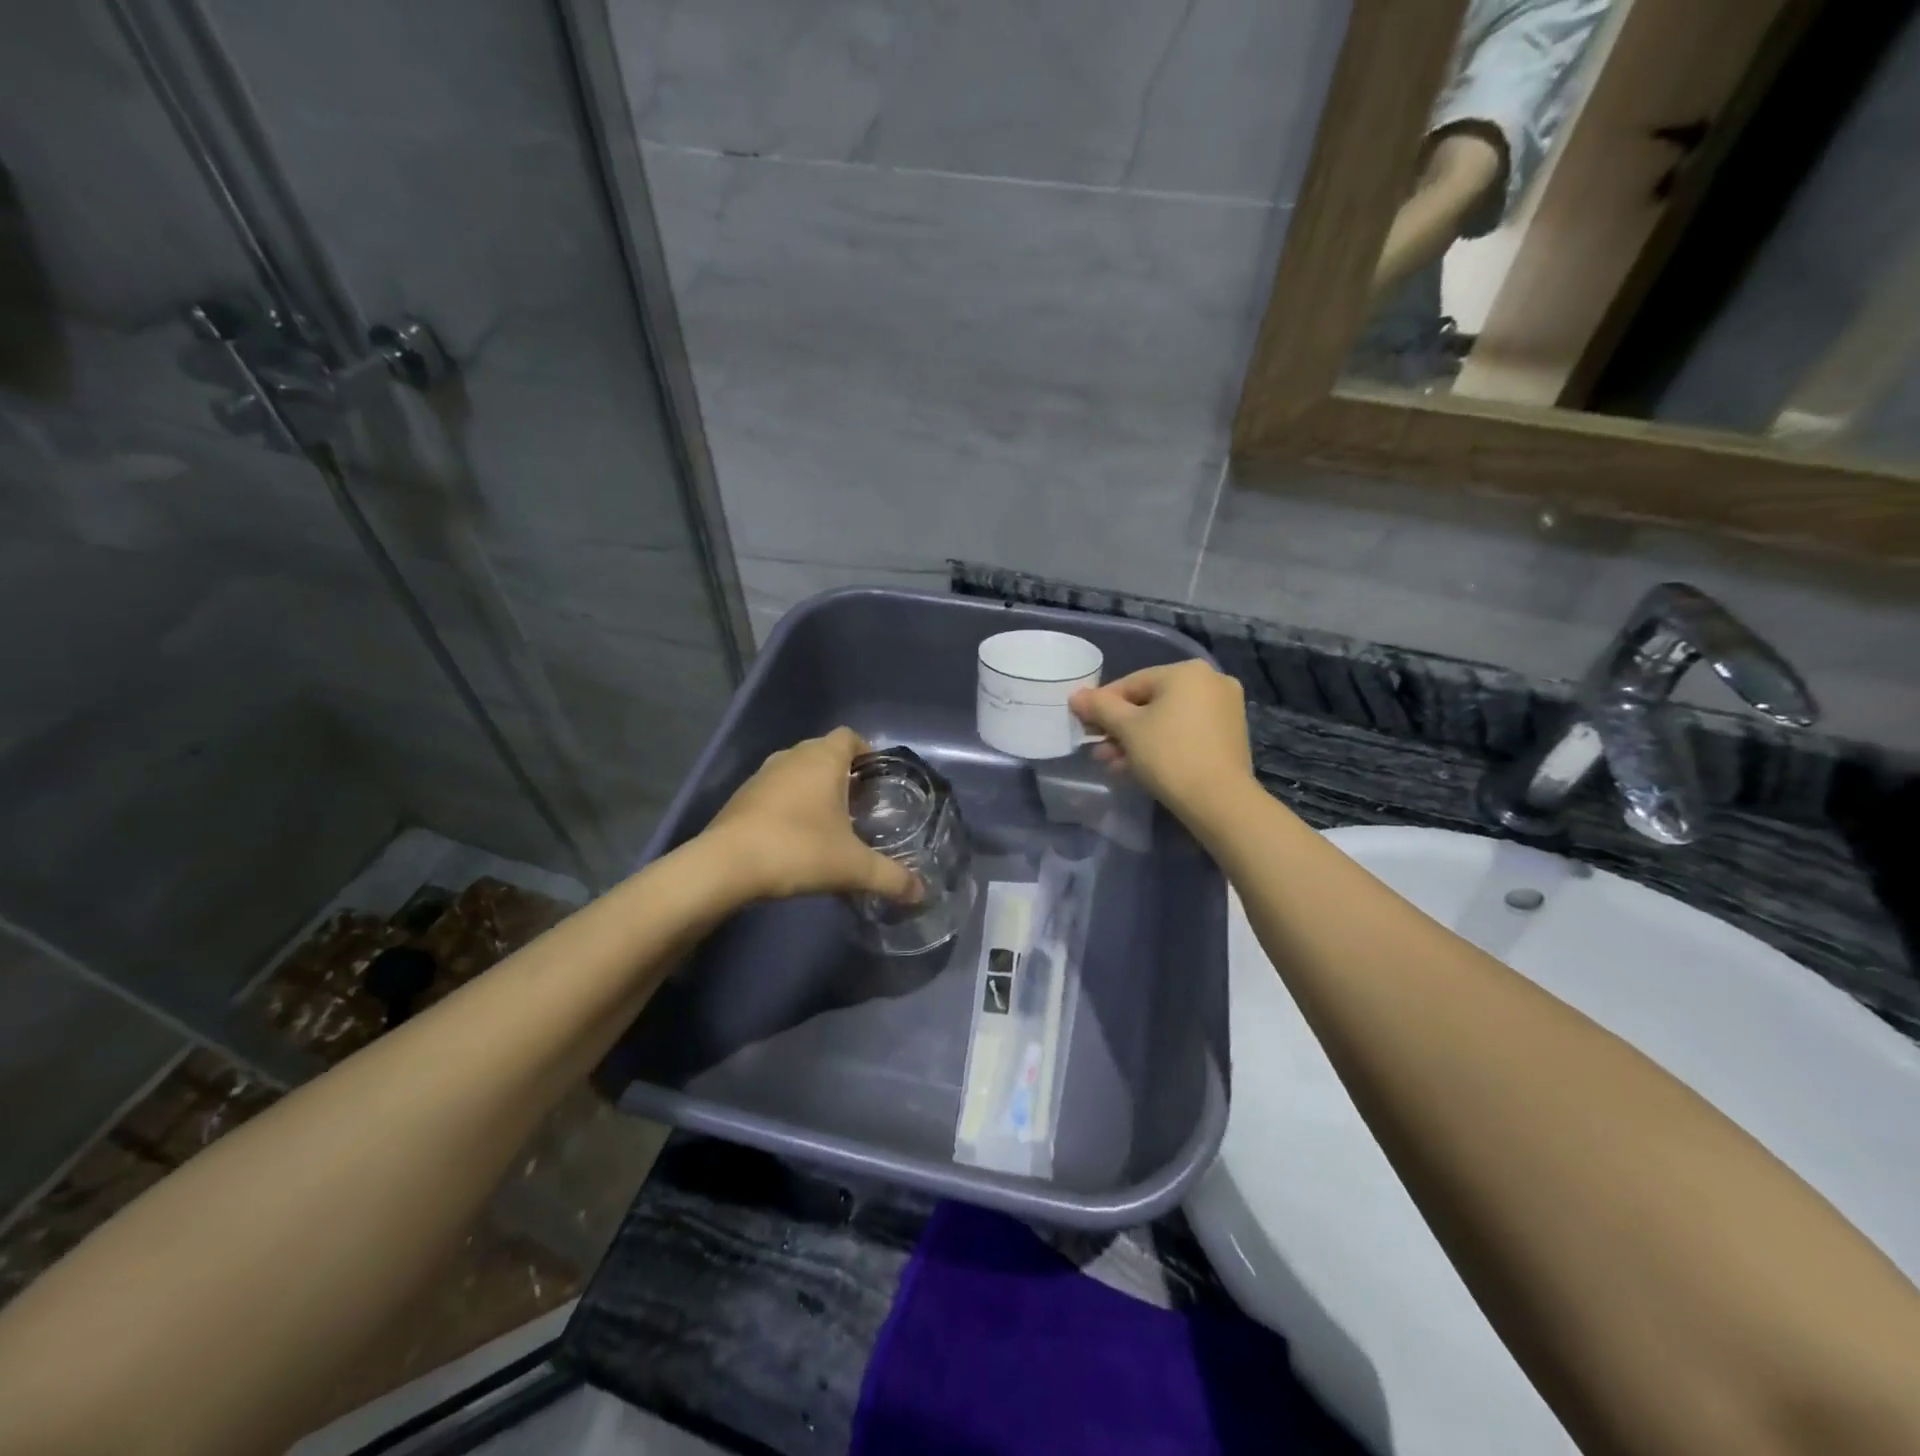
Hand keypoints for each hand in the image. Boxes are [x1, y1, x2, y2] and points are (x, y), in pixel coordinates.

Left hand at [702, 728, 921, 904]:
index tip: (877, 777)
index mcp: (823, 759)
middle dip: (843, 771)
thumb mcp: (852, 867)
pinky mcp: (741, 797)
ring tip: (830, 819)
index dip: (866, 751)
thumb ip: (891, 878)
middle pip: (824, 751)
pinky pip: (776, 789)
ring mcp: (762, 775)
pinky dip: (789, 802)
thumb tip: (922, 893)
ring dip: (813, 786)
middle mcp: (792, 757)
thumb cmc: (798, 850)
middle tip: (860, 802)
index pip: (850, 736)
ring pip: (797, 769)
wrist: (725, 866)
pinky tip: (796, 834)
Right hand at [1070, 662, 1252, 827]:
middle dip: (1120, 728)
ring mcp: (1225, 709)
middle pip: (1150, 702)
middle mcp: (1211, 682)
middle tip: (1098, 751)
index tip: (1084, 727)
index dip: (1102, 705)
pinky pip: (1185, 733)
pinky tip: (1138, 767)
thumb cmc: (1168, 755)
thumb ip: (1099, 707)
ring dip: (1137, 740)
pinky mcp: (1230, 736)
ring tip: (1113, 764)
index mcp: (1187, 672)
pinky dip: (1162, 746)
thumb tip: (1076, 696)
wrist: (1220, 801)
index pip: (1131, 683)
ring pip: (1167, 720)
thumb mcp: (1126, 729)